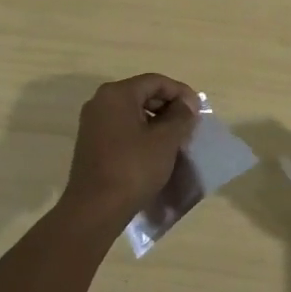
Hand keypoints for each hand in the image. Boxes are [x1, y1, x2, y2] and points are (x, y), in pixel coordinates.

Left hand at [61, 74, 197, 225]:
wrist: (95, 209)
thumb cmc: (133, 168)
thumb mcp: (165, 140)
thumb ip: (181, 116)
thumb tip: (186, 105)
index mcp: (117, 94)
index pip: (156, 81)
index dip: (181, 93)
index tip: (198, 111)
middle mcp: (101, 102)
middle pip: (143, 94)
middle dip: (169, 107)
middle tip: (189, 124)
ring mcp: (93, 123)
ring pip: (133, 112)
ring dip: (157, 121)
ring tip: (176, 139)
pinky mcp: (92, 143)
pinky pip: (122, 127)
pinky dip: (142, 133)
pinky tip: (156, 151)